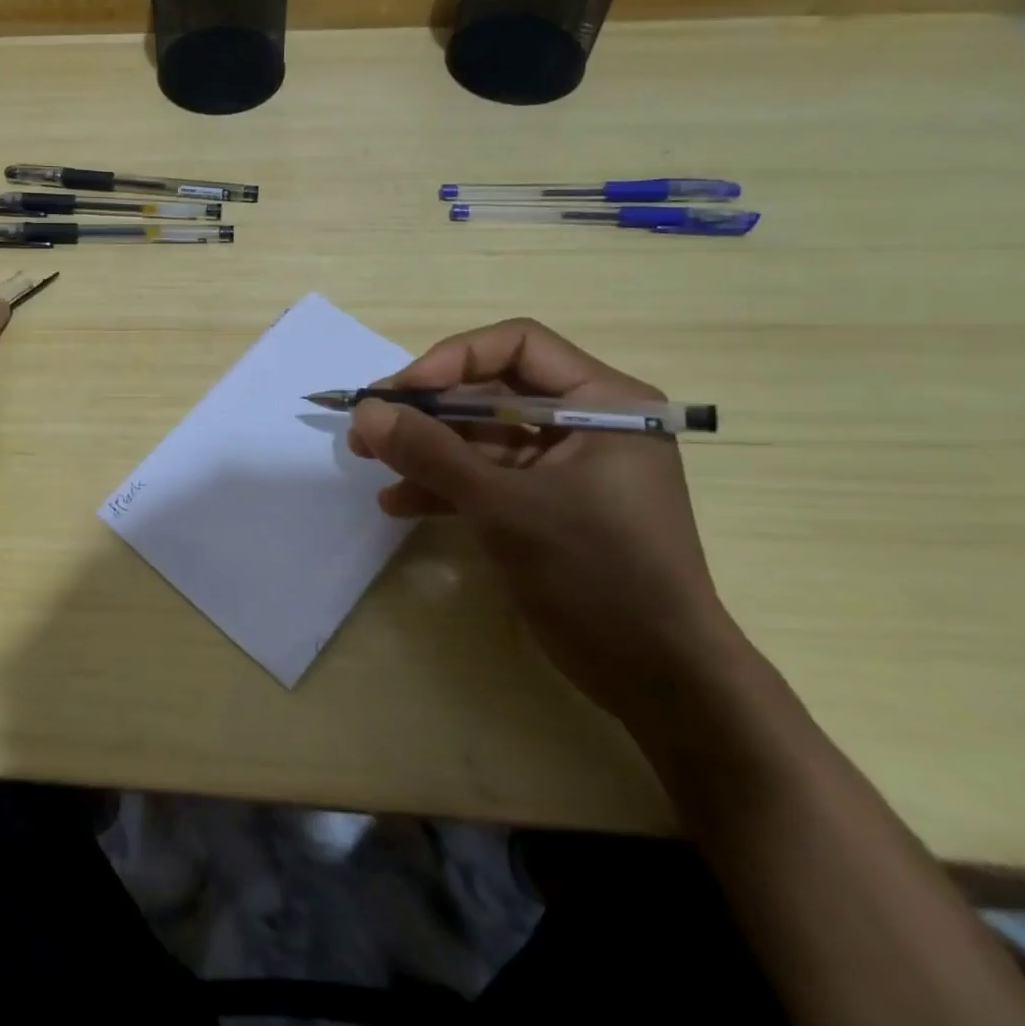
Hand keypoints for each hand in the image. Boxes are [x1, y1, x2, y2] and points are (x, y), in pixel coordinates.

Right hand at [348, 319, 747, 729]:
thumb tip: (366, 412)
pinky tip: (398, 502)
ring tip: (366, 459)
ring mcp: (562, 466)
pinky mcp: (544, 504)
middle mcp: (584, 422)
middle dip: (426, 410)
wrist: (658, 680)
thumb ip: (432, 454)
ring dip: (425, 448)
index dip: (454, 360)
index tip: (402, 391)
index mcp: (603, 402)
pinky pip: (485, 477)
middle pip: (491, 391)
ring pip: (480, 436)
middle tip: (369, 424)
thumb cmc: (598, 574)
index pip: (518, 345)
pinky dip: (443, 486)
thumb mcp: (506, 507)